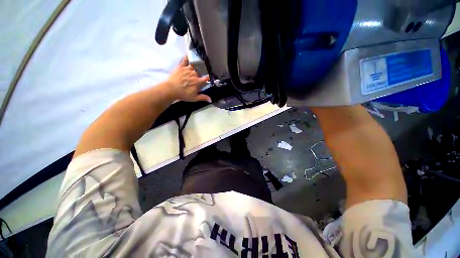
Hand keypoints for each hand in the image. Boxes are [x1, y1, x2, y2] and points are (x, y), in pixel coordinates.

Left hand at [166, 56, 211, 102]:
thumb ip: (203, 97)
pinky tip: (190, 53)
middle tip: (203, 71)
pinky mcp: (181, 66)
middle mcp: (194, 74)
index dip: (209, 77)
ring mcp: (187, 69)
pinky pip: (185, 60)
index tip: (210, 77)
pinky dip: (187, 56)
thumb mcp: (194, 98)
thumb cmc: (183, 94)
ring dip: (198, 64)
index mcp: (198, 82)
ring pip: (195, 65)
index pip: (206, 78)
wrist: (171, 90)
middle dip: (203, 71)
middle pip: (201, 71)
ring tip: (200, 61)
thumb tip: (211, 100)